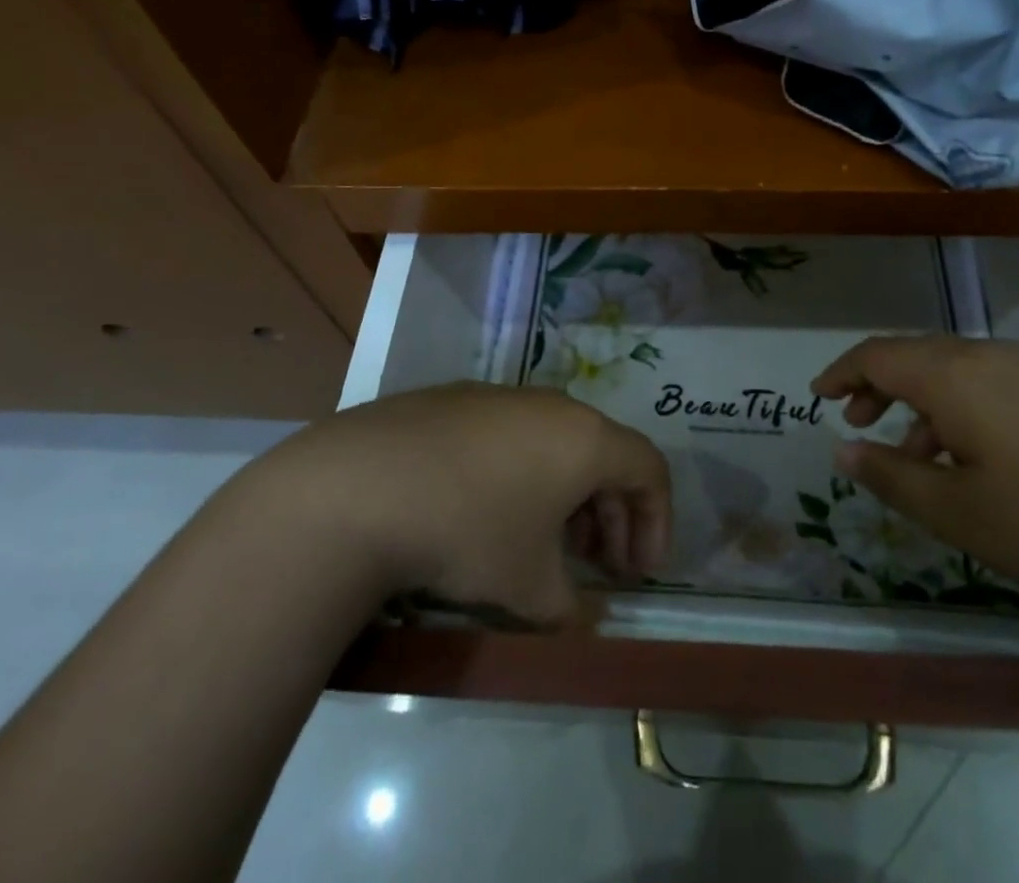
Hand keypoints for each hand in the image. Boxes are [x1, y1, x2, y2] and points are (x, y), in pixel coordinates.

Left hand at [271, 385, 672, 627]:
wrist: (362, 487)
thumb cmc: (469, 532)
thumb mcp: (528, 588)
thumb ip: (570, 609)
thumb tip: (584, 623)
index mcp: (585, 438)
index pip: (649, 468)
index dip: (657, 521)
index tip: (638, 573)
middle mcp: (551, 405)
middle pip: (604, 453)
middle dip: (613, 512)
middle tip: (599, 563)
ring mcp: (501, 396)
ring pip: (556, 442)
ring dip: (567, 492)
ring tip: (545, 541)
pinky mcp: (456, 399)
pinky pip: (512, 435)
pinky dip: (522, 472)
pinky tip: (488, 512)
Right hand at [815, 338, 1018, 632]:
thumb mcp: (964, 515)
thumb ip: (893, 478)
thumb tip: (842, 449)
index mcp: (954, 375)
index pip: (877, 354)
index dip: (841, 373)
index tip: (818, 397)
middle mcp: (993, 355)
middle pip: (918, 355)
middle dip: (880, 386)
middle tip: (860, 423)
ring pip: (961, 371)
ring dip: (926, 403)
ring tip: (921, 457)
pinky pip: (1000, 384)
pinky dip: (970, 409)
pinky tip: (988, 459)